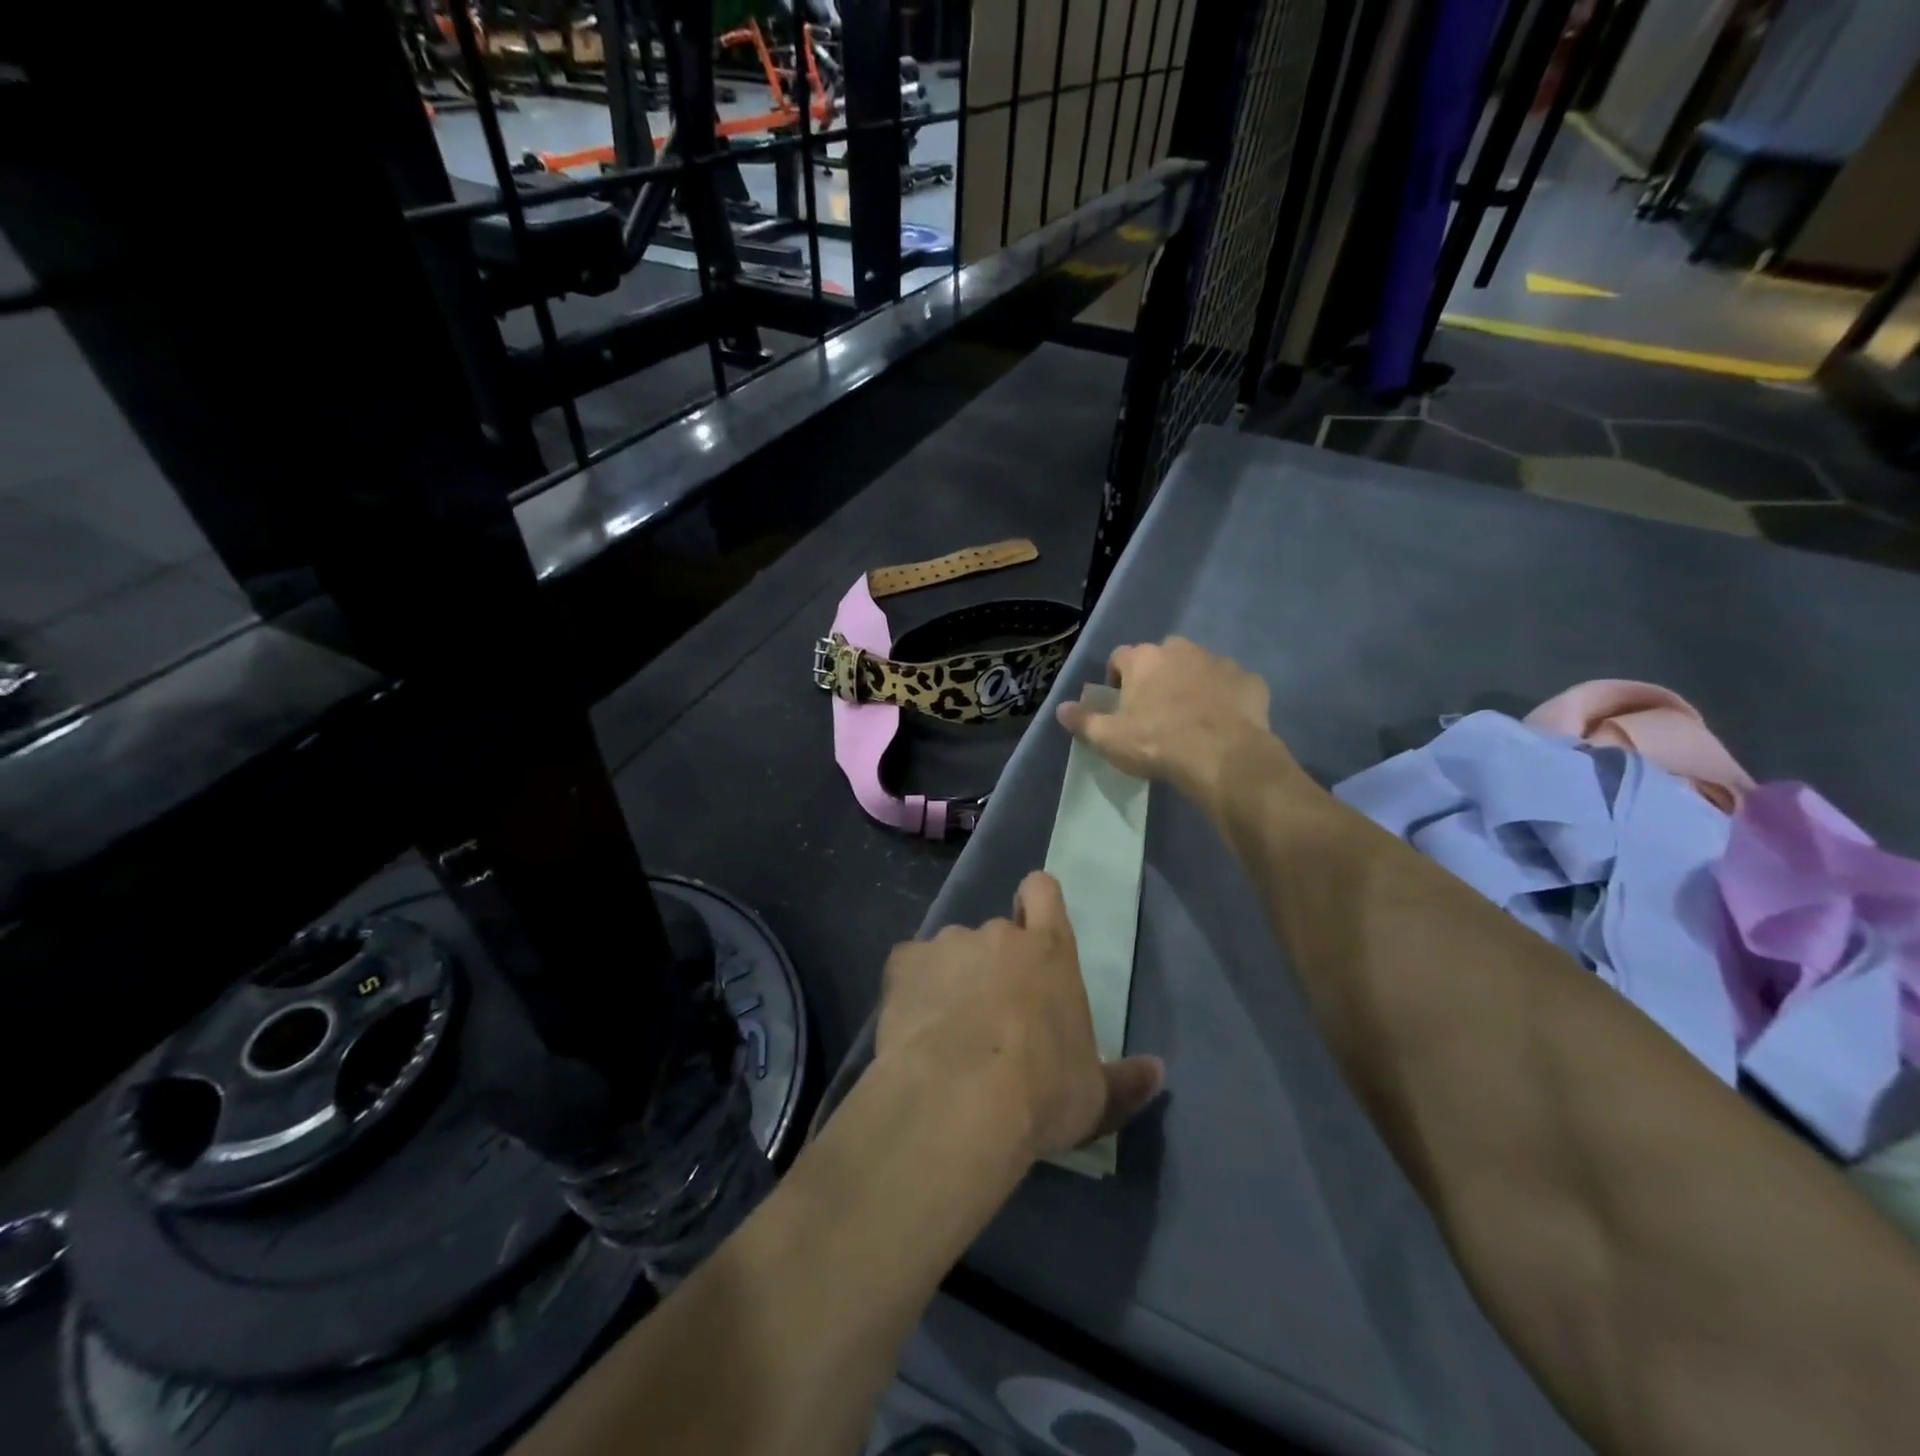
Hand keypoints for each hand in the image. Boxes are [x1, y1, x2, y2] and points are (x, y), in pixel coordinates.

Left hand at [876, 872, 1163, 1160]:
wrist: (958, 1101)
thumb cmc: (1040, 1093)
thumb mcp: (1094, 1097)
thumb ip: (1125, 1081)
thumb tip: (1157, 1072)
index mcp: (1049, 951)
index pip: (1043, 891)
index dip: (1037, 901)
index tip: (1031, 923)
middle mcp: (998, 935)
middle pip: (997, 934)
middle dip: (994, 966)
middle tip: (992, 1017)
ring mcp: (948, 944)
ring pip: (952, 953)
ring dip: (953, 979)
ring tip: (948, 1031)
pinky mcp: (905, 964)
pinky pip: (910, 969)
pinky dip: (913, 990)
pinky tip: (913, 1028)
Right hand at [1056, 637, 1281, 808]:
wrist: (1223, 757)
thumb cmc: (1157, 743)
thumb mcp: (1109, 738)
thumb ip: (1083, 720)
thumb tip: (1061, 708)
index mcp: (1144, 659)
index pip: (1120, 658)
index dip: (1117, 679)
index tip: (1120, 705)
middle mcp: (1181, 650)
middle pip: (1162, 658)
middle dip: (1157, 678)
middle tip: (1155, 712)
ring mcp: (1220, 662)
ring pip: (1199, 668)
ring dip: (1192, 685)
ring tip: (1191, 719)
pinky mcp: (1250, 681)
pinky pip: (1232, 686)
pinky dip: (1226, 699)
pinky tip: (1223, 724)